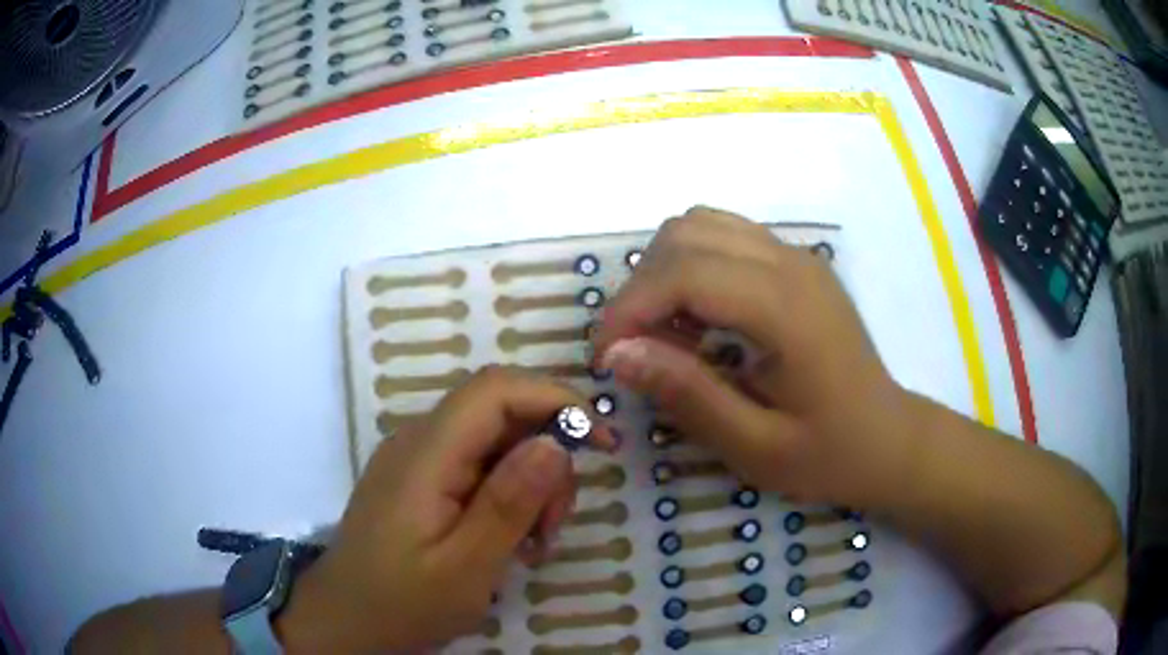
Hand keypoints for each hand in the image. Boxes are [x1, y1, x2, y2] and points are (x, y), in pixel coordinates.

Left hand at [279, 366, 615, 652]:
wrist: (346, 622)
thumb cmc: (401, 604)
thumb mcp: (464, 568)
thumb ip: (508, 505)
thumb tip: (556, 443)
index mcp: (425, 455)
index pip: (495, 390)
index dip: (555, 398)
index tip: (601, 441)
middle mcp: (420, 442)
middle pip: (501, 414)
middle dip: (547, 457)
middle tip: (555, 525)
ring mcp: (419, 461)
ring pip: (496, 442)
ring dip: (531, 483)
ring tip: (534, 544)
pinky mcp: (423, 482)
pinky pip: (479, 468)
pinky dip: (509, 496)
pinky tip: (512, 541)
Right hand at [593, 207, 912, 507]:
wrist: (888, 439)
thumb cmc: (828, 453)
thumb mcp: (755, 446)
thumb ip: (687, 395)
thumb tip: (618, 353)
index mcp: (786, 307)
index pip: (683, 272)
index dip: (628, 310)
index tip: (605, 360)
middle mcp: (789, 262)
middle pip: (684, 233)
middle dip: (640, 288)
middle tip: (634, 350)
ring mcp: (795, 255)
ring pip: (700, 225)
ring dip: (663, 272)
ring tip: (665, 334)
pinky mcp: (795, 263)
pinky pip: (723, 237)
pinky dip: (691, 267)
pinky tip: (698, 319)